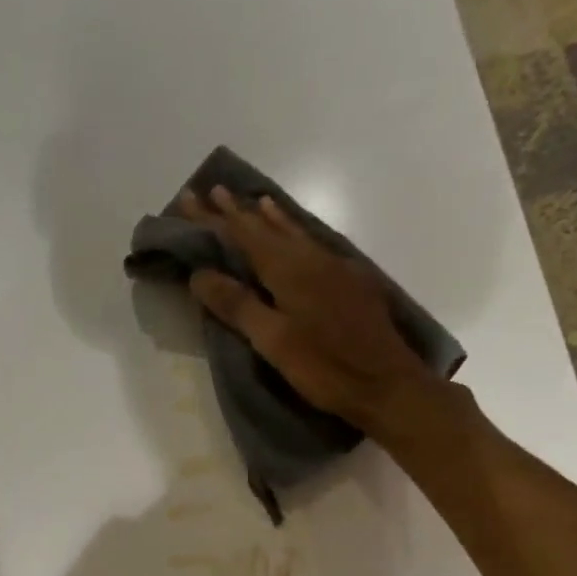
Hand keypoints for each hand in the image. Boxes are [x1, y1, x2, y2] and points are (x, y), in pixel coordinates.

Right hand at [178, 186, 452, 439]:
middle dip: (237, 212)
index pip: (242, 235)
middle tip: (213, 190)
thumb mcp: (272, 340)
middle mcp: (313, 258)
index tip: (188, 199)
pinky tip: (297, 236)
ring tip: (255, 200)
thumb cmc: (324, 367)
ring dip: (270, 217)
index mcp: (289, 269)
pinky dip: (295, 233)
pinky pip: (313, 245)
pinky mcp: (351, 283)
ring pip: (295, 233)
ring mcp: (336, 268)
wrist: (388, 385)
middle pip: (267, 229)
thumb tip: (200, 273)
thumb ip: (237, 304)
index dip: (214, 219)